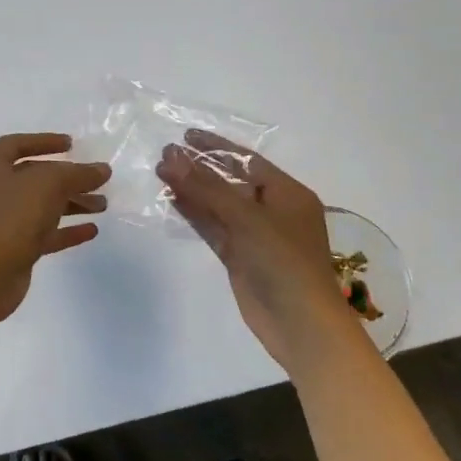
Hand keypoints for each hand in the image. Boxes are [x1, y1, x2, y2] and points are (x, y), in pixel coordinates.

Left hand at [0, 133, 109, 323]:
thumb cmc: (12, 215)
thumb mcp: (49, 184)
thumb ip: (78, 174)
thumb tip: (101, 170)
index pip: (17, 145)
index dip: (44, 141)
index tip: (71, 144)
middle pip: (35, 177)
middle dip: (68, 178)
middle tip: (98, 181)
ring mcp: (2, 221)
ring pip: (42, 206)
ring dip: (72, 204)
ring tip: (102, 206)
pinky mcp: (13, 249)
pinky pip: (43, 234)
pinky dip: (66, 230)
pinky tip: (91, 230)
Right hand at [156, 131, 356, 373]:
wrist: (300, 324)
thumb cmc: (284, 262)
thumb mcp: (247, 218)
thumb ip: (206, 187)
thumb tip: (170, 158)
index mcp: (287, 194)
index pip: (246, 160)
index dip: (216, 146)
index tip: (185, 136)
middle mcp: (272, 210)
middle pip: (230, 181)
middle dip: (199, 167)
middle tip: (165, 154)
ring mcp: (255, 235)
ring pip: (218, 204)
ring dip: (192, 189)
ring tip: (160, 172)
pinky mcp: (239, 257)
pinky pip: (214, 227)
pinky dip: (194, 214)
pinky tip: (172, 199)